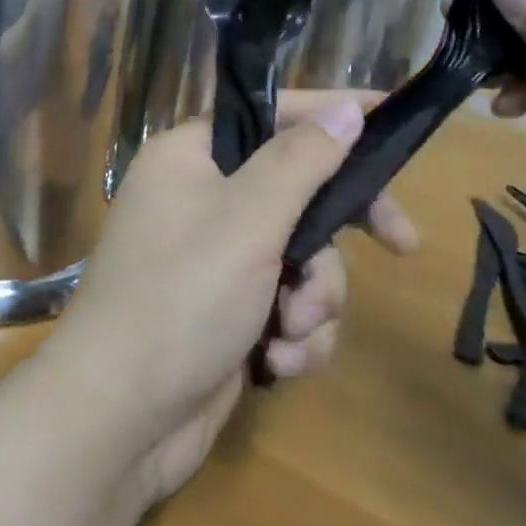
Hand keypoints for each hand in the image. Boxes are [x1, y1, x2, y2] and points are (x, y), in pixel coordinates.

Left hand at [49, 94, 416, 503]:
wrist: (122, 415)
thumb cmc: (182, 297)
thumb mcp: (248, 218)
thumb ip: (302, 160)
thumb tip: (347, 109)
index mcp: (190, 158)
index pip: (271, 116)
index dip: (330, 116)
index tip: (390, 120)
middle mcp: (200, 200)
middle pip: (297, 192)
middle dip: (334, 237)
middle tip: (403, 244)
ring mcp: (215, 260)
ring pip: (302, 258)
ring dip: (313, 299)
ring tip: (288, 328)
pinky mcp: (229, 314)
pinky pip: (288, 306)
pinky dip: (294, 335)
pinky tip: (276, 363)